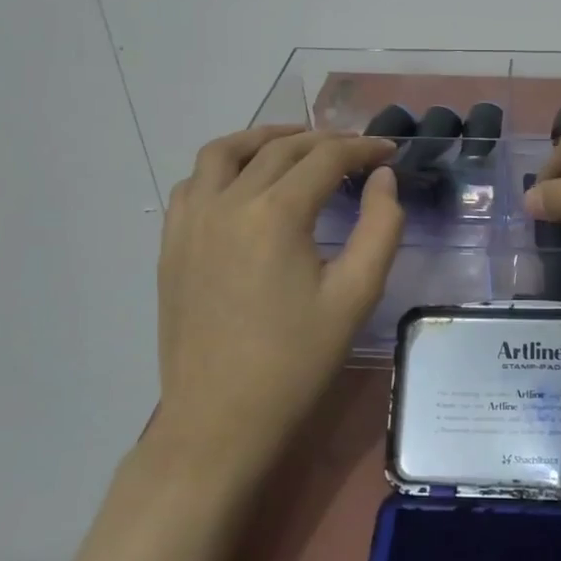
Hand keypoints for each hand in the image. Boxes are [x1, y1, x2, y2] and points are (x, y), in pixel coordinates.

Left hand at [152, 125, 402, 486]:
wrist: (219, 420)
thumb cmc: (296, 362)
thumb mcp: (356, 295)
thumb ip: (380, 226)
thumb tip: (383, 178)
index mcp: (276, 214)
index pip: (326, 157)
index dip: (363, 148)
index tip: (388, 152)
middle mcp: (228, 203)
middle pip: (280, 149)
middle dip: (324, 141)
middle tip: (356, 152)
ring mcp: (191, 221)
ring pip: (225, 152)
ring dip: (265, 139)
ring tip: (296, 145)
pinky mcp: (172, 243)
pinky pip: (194, 182)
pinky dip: (223, 167)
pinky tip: (243, 182)